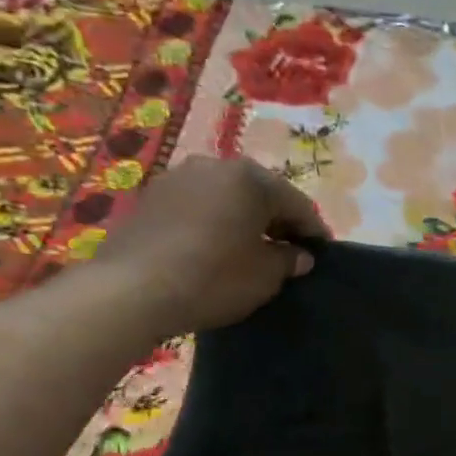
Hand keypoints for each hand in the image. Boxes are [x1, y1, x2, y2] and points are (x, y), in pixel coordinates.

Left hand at [93, 157, 330, 333]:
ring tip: (252, 250)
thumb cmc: (214, 278)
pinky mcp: (151, 197)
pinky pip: (198, 206)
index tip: (322, 253)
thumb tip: (299, 255)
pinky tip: (216, 248)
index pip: (297, 202)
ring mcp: (178, 177)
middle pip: (259, 192)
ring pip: (226, 196)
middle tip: (290, 250)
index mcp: (251, 178)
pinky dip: (214, 222)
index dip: (313, 230)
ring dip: (243, 219)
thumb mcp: (266, 276)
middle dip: (278, 220)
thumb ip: (289, 260)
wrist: (133, 289)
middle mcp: (214, 165)